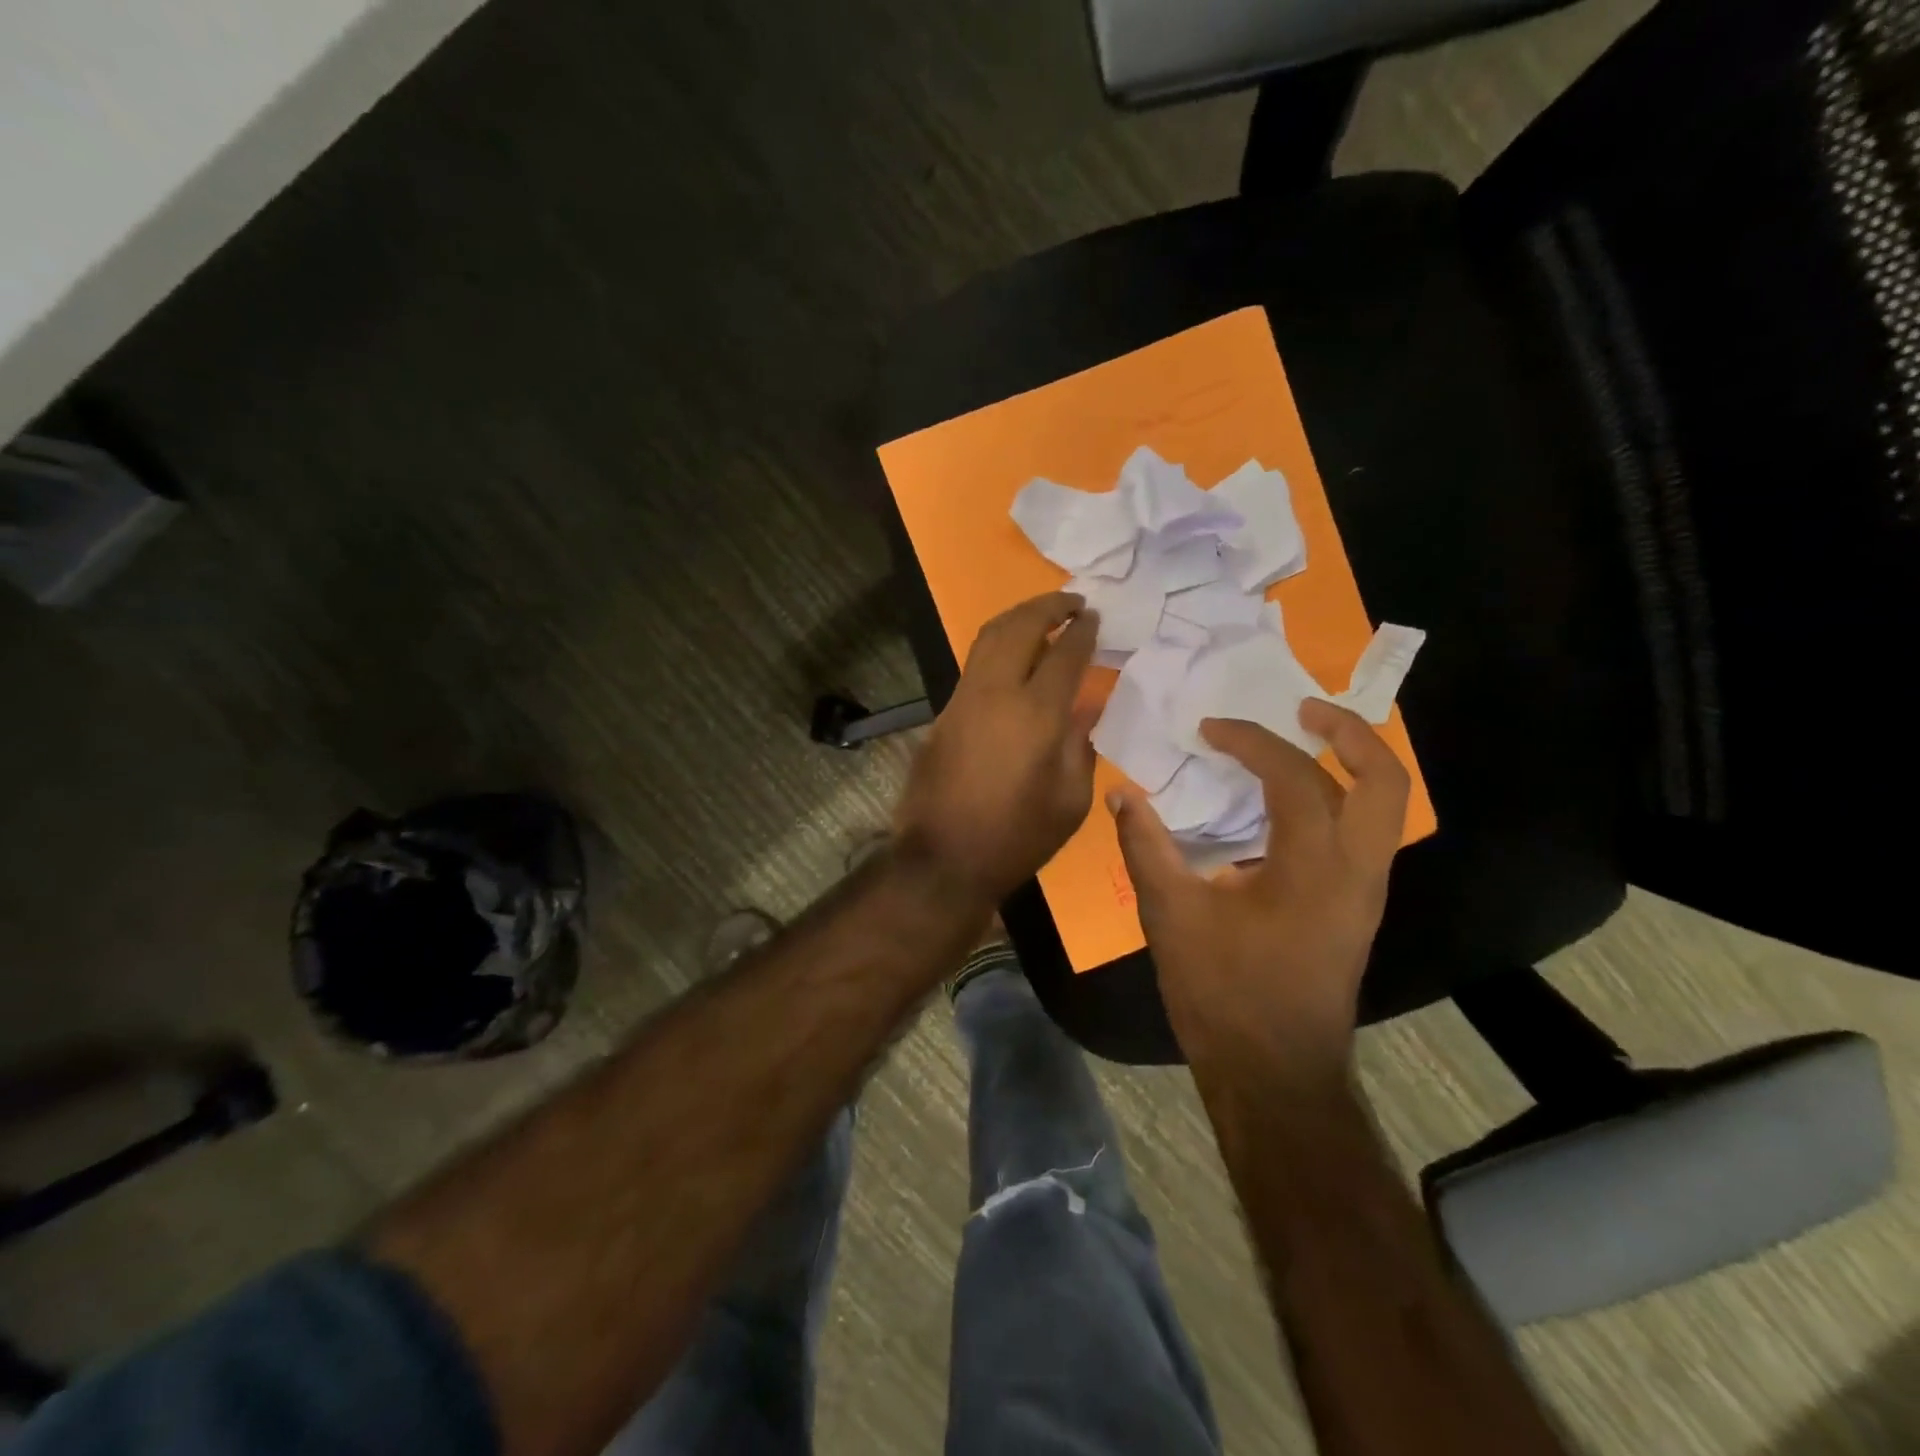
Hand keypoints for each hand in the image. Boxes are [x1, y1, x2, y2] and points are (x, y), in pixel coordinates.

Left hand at [894, 592, 1098, 907]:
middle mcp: (996, 694)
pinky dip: (998, 647)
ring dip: (1018, 619)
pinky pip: (974, 665)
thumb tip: (1083, 709)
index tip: (1095, 618)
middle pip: (1019, 627)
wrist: (945, 859)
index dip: (1083, 632)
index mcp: (1037, 715)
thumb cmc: (1019, 837)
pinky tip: (1013, 658)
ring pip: (989, 638)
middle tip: (1073, 602)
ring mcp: (963, 700)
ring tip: (1044, 617)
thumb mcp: (1070, 800)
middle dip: (1048, 606)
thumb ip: (1080, 746)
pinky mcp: (943, 714)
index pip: (1065, 654)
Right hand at [1109, 700, 1409, 1080]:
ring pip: (1385, 807)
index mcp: (1313, 867)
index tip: (1208, 731)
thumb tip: (1122, 795)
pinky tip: (1292, 804)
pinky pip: (1365, 833)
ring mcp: (1366, 892)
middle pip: (1384, 780)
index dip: (1251, 741)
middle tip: (1302, 708)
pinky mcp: (1358, 909)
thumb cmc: (1223, 994)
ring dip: (1352, 763)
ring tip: (1304, 740)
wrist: (1274, 1074)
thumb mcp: (1171, 915)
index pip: (1295, 776)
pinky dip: (1340, 798)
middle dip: (1347, 732)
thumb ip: (1146, 846)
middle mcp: (1357, 871)